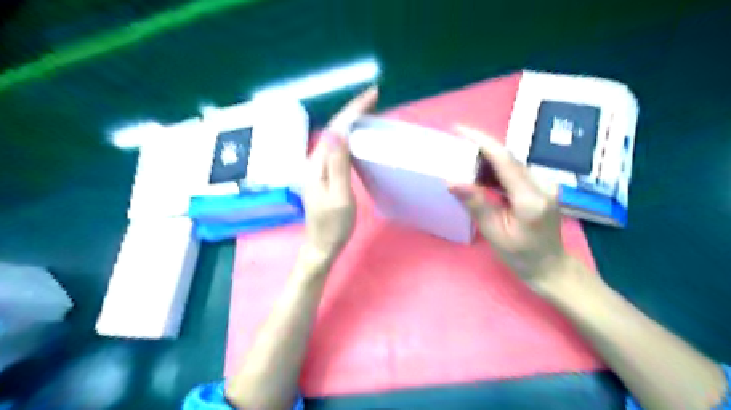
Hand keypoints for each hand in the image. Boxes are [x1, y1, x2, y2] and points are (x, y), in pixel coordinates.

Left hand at [302, 88, 379, 263]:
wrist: (322, 246)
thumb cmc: (333, 226)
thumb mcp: (339, 196)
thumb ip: (338, 165)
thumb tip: (338, 132)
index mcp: (317, 164)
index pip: (336, 129)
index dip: (354, 110)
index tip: (373, 94)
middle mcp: (314, 162)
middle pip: (334, 129)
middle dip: (353, 111)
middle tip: (374, 99)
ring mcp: (318, 168)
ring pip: (336, 138)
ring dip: (351, 122)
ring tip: (369, 112)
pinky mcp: (324, 175)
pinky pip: (338, 149)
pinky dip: (350, 138)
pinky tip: (358, 137)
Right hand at [449, 125, 572, 288]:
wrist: (551, 266)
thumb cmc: (521, 255)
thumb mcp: (494, 233)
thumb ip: (476, 204)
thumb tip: (452, 181)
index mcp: (530, 199)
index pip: (505, 161)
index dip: (482, 142)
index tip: (460, 130)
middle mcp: (542, 185)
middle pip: (509, 157)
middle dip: (481, 147)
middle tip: (456, 143)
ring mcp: (545, 184)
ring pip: (512, 162)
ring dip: (487, 158)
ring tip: (463, 156)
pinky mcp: (542, 186)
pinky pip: (515, 171)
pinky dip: (496, 169)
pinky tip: (480, 173)